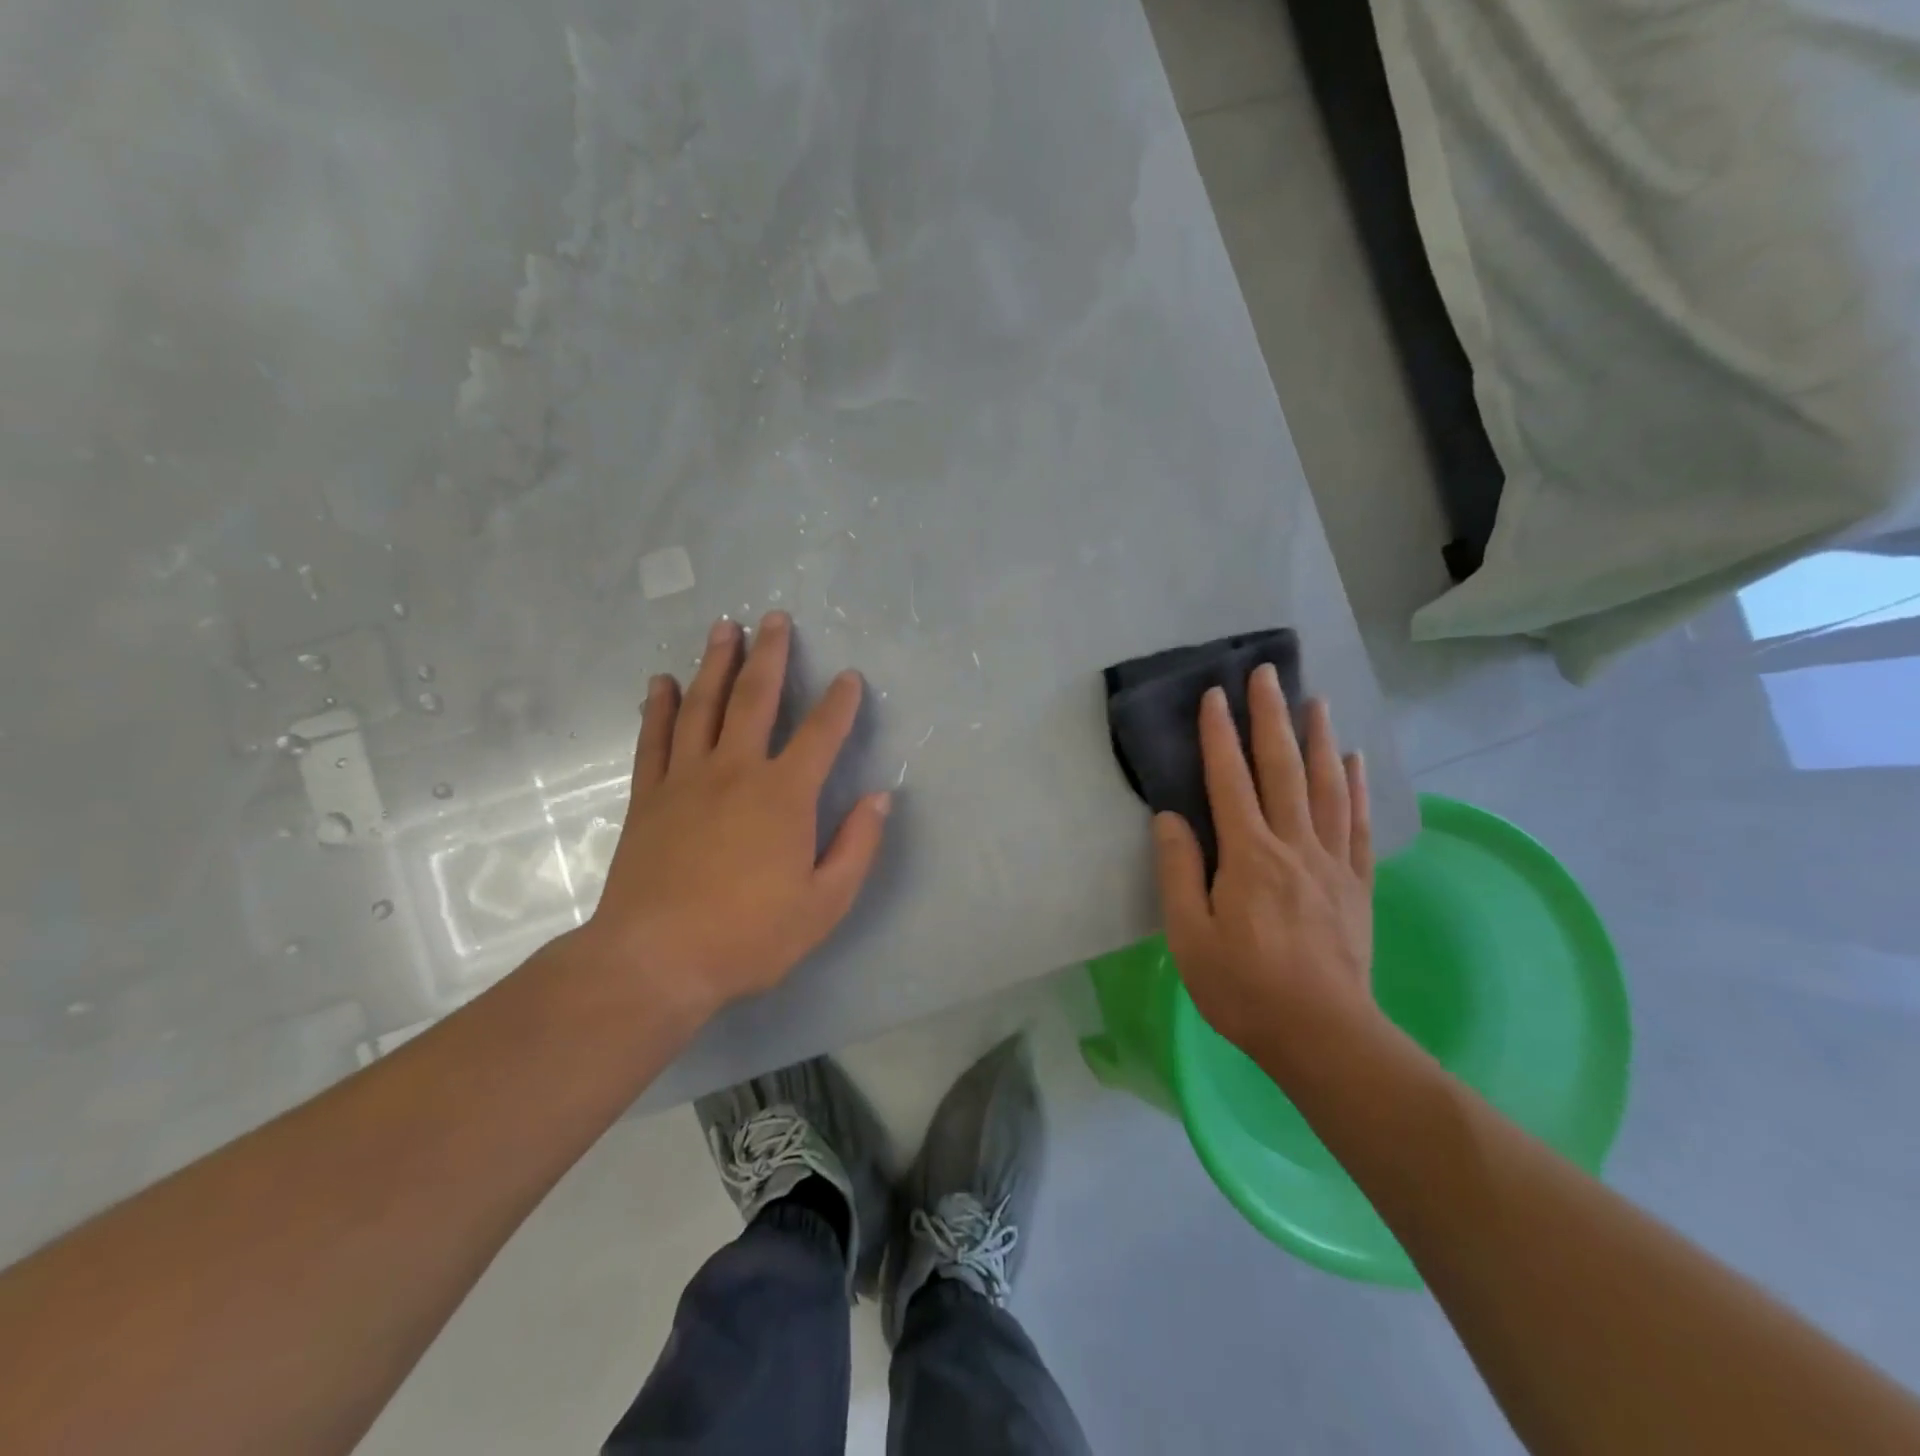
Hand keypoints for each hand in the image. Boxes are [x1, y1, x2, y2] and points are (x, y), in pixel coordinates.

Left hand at [573, 611, 890, 1024]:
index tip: (849, 677)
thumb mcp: (825, 904)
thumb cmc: (749, 936)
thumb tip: (881, 797)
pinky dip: (659, 707)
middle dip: (769, 655)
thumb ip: (857, 846)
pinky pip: (654, 739)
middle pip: (755, 699)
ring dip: (715, 663)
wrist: (655, 960)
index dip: (840, 703)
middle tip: (773, 618)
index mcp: (784, 795)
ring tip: (723, 628)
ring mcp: (686, 779)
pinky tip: (662, 683)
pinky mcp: (648, 797)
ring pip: (702, 706)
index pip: (820, 734)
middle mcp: (736, 771)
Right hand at [1152, 668, 1379, 1082]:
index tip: (1216, 696)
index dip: (1220, 736)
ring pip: (1325, 786)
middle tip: (1268, 673)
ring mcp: (1330, 862)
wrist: (1322, 1034)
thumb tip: (1169, 818)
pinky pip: (1356, 824)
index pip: (1229, 781)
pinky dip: (1355, 787)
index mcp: (1247, 856)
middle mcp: (1292, 846)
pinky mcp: (1356, 884)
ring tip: (1316, 701)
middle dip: (1271, 717)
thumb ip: (1178, 872)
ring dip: (1318, 739)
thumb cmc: (1243, 987)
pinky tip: (1354, 761)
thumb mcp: (1188, 935)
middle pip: (1282, 769)